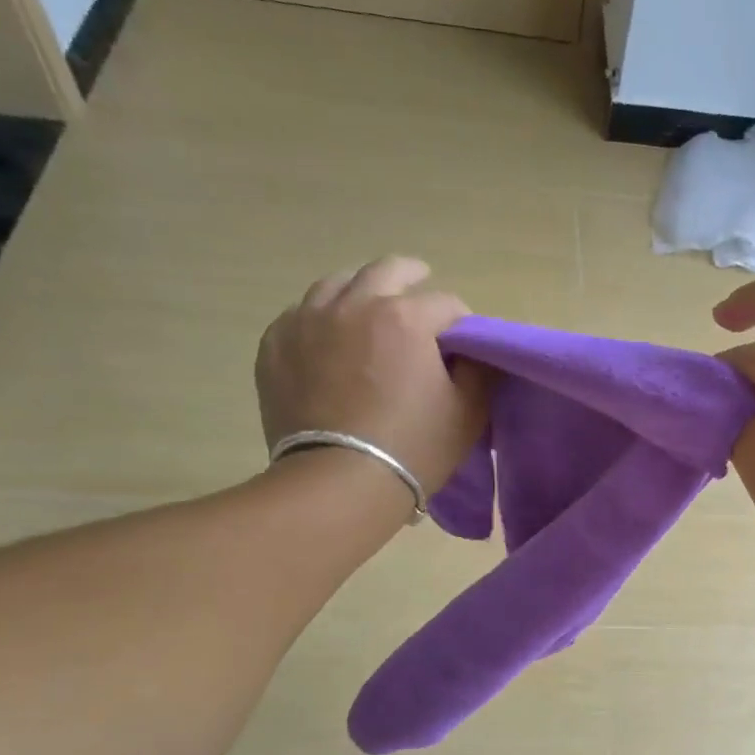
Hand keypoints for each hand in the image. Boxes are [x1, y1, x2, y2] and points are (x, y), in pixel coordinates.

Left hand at [256, 256, 487, 493]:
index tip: (462, 341)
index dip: (461, 321)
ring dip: (360, 289)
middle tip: (420, 284)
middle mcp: (353, 305)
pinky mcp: (275, 346)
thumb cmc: (413, 447)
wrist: (338, 484)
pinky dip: (319, 318)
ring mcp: (307, 322)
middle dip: (411, 276)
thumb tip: (475, 350)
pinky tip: (327, 337)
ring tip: (367, 305)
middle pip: (387, 271)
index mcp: (405, 318)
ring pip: (336, 284)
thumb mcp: (468, 412)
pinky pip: (299, 314)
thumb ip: (479, 370)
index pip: (445, 303)